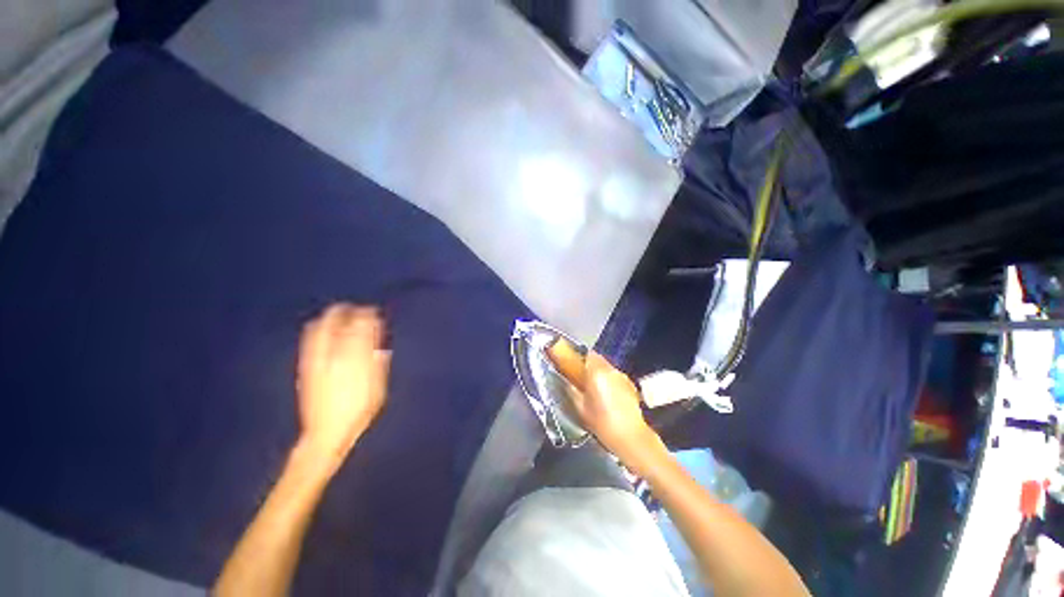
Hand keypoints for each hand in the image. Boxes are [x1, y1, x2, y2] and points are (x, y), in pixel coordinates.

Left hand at [296, 304, 390, 464]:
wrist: (325, 432)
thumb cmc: (359, 410)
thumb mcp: (378, 386)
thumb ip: (379, 360)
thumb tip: (379, 341)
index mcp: (355, 356)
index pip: (361, 324)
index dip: (369, 314)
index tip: (374, 311)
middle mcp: (333, 352)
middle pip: (337, 320)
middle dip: (347, 311)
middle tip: (357, 310)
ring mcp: (316, 358)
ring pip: (320, 326)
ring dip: (331, 317)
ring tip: (341, 316)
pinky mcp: (305, 365)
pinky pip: (310, 339)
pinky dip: (318, 328)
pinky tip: (323, 330)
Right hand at [548, 343, 655, 463]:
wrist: (631, 437)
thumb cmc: (603, 423)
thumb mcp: (581, 408)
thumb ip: (572, 391)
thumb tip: (566, 382)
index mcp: (597, 372)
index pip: (587, 354)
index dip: (578, 357)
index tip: (572, 364)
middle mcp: (611, 370)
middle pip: (598, 359)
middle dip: (588, 366)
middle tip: (580, 378)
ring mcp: (623, 377)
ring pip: (607, 368)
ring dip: (600, 373)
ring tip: (594, 389)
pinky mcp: (631, 385)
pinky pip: (615, 377)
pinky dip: (609, 381)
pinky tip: (608, 396)